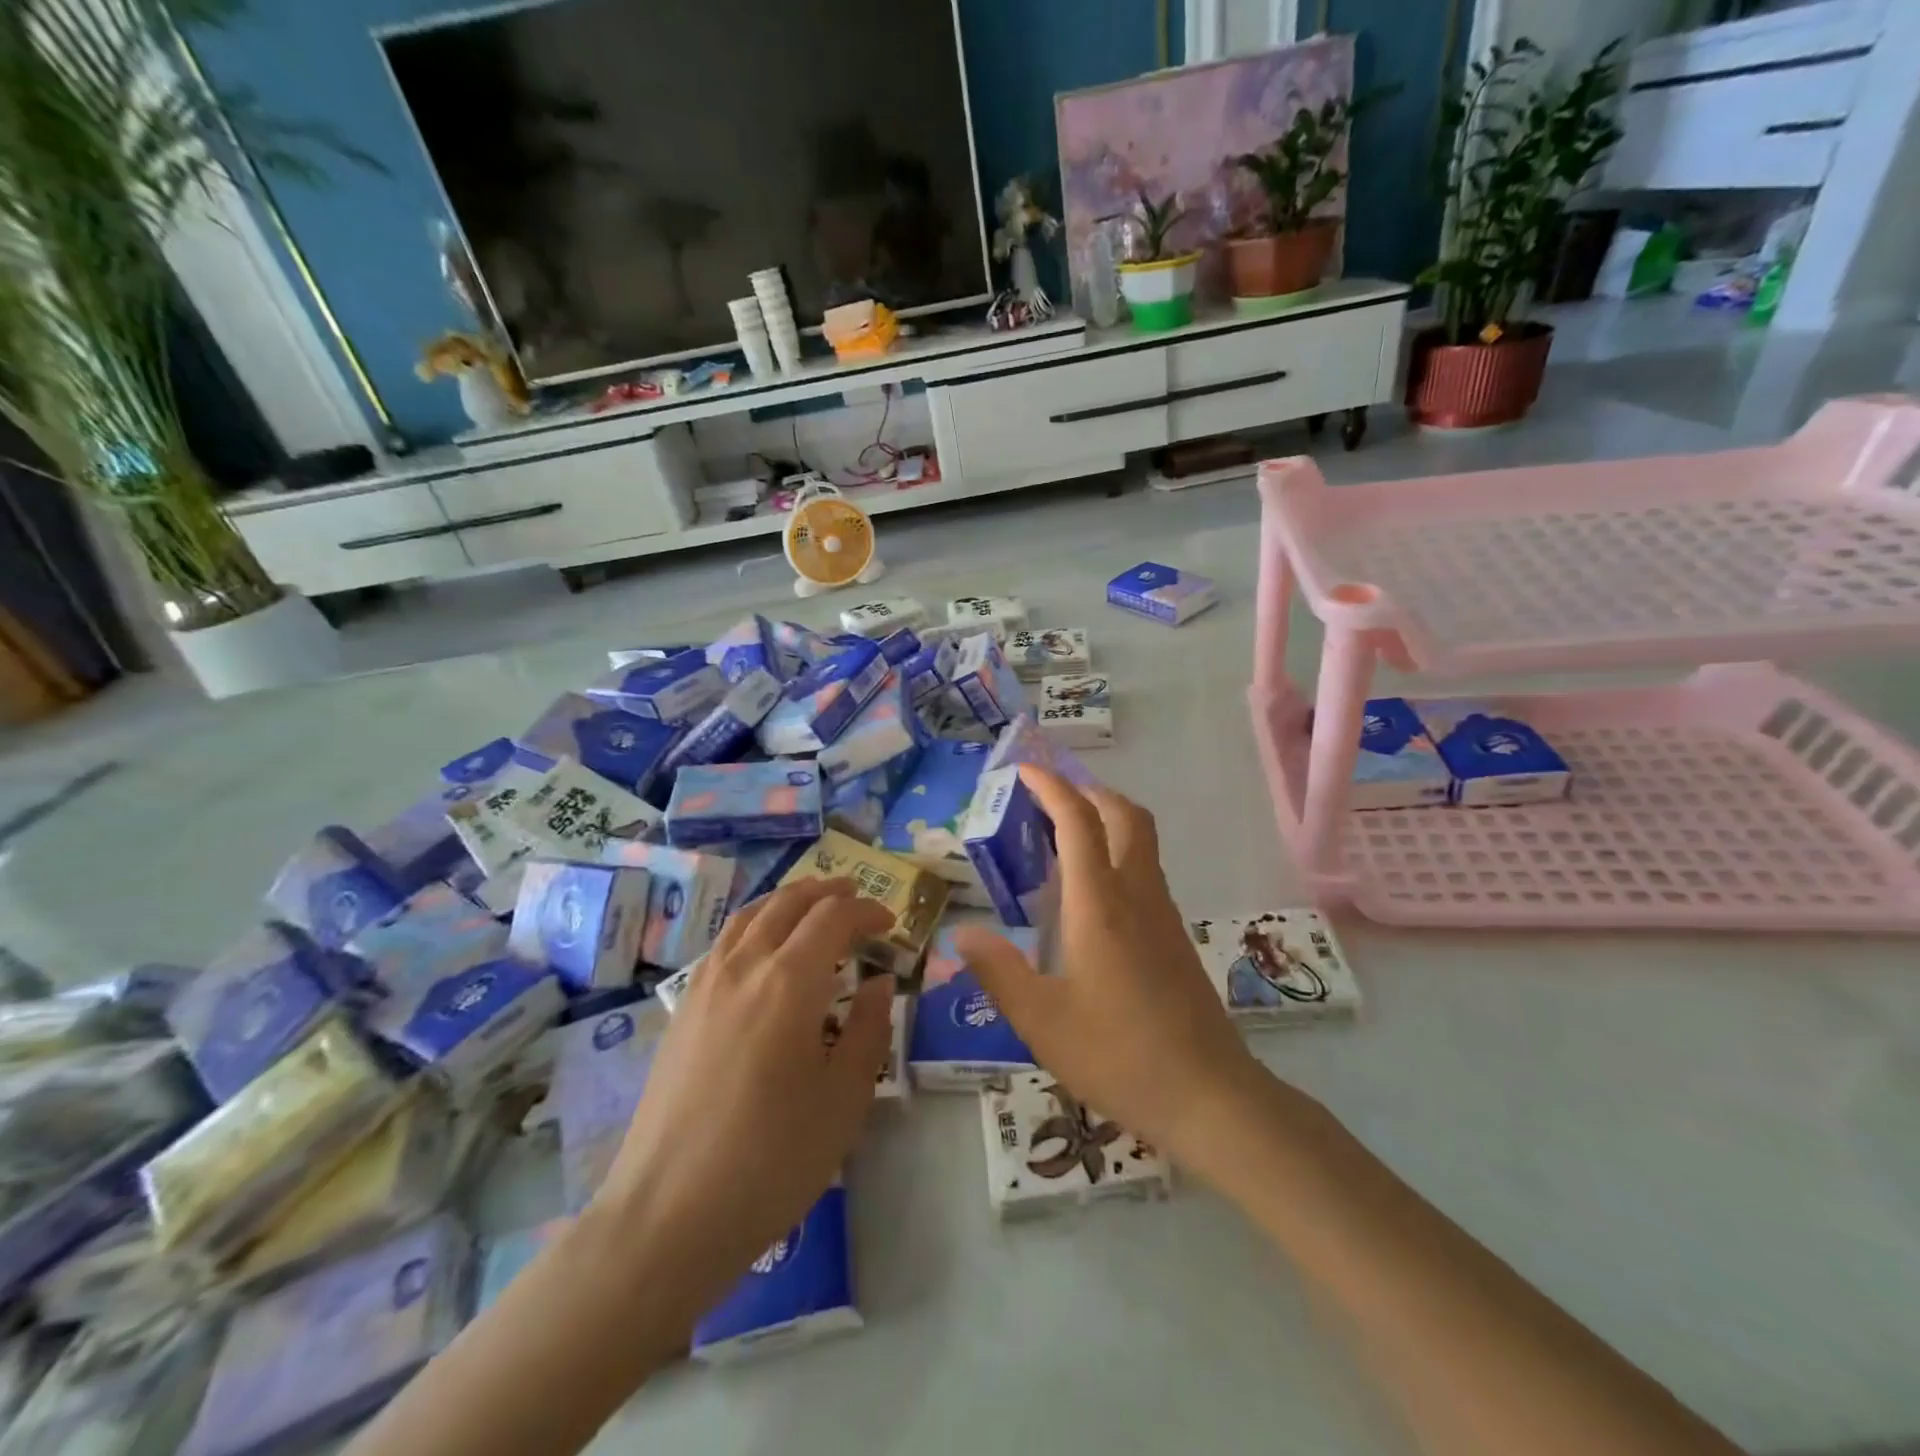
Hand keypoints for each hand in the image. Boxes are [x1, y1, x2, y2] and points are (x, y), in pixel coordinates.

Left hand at [589, 879, 894, 1331]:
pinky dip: (754, 923)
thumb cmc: (771, 1160)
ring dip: (787, 900)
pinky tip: (762, 946)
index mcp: (789, 982)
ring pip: (750, 915)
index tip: (890, 924)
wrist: (667, 1215)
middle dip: (827, 892)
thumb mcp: (844, 1098)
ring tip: (811, 903)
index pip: (833, 918)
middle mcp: (745, 966)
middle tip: (855, 896)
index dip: (866, 911)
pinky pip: (724, 941)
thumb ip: (869, 1029)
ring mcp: (705, 983)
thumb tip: (880, 983)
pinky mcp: (683, 1008)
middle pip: (788, 903)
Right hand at [955, 767, 1265, 1170]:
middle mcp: (1136, 895)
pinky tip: (1089, 895)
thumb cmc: (1119, 1055)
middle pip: (1124, 815)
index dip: (1052, 787)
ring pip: (1140, 840)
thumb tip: (962, 933)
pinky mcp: (1175, 936)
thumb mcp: (1041, 1021)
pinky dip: (1116, 852)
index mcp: (1099, 904)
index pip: (1078, 822)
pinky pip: (1144, 870)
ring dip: (1105, 819)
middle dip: (1088, 791)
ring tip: (1062, 837)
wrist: (1210, 1096)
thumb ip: (998, 971)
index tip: (1025, 770)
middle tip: (1049, 797)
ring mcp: (1163, 914)